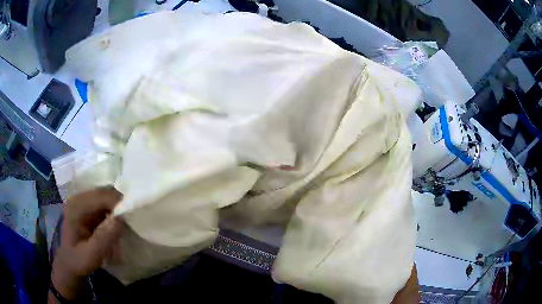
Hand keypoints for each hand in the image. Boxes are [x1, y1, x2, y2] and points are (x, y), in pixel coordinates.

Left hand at [51, 187, 123, 300]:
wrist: (70, 263)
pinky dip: (113, 211)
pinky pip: (104, 203)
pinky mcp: (87, 207)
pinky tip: (118, 222)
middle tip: (133, 219)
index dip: (118, 203)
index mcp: (75, 207)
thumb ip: (104, 238)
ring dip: (117, 208)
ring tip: (127, 221)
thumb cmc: (78, 261)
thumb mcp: (91, 255)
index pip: (100, 196)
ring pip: (106, 197)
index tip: (133, 217)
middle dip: (119, 204)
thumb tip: (121, 218)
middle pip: (104, 193)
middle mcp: (78, 198)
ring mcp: (82, 201)